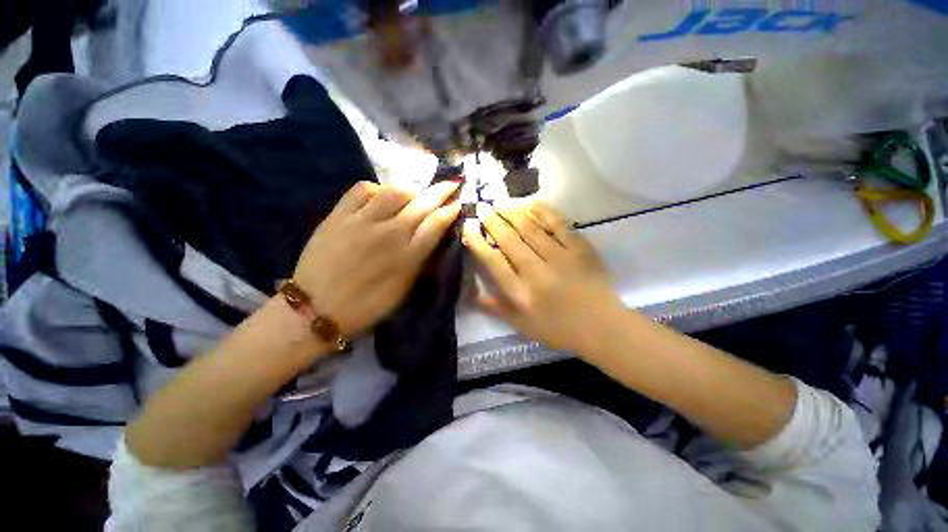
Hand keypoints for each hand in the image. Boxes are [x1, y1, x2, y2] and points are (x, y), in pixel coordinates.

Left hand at [293, 181, 460, 335]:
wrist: (317, 308)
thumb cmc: (367, 304)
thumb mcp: (403, 290)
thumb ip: (420, 262)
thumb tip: (433, 239)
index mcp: (408, 256)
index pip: (436, 224)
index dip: (450, 210)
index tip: (458, 202)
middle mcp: (389, 233)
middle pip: (421, 204)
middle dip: (440, 191)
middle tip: (450, 183)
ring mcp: (362, 221)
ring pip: (394, 192)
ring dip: (411, 189)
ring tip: (416, 191)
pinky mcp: (339, 215)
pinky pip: (361, 190)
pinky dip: (377, 188)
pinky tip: (381, 194)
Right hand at [463, 201, 622, 353]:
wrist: (601, 327)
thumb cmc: (558, 329)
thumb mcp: (522, 326)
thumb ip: (497, 308)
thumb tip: (472, 295)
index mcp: (520, 292)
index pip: (493, 261)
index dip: (478, 242)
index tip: (469, 227)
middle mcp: (535, 271)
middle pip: (509, 240)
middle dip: (493, 222)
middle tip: (484, 208)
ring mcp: (559, 257)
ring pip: (530, 228)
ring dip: (513, 213)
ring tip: (501, 204)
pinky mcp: (579, 248)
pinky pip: (559, 225)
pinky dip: (544, 212)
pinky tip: (532, 203)